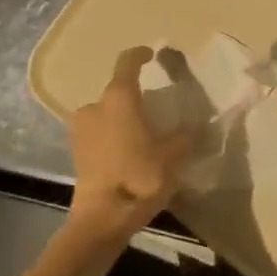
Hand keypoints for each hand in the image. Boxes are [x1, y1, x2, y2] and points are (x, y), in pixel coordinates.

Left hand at [67, 47, 191, 242]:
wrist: (102, 221)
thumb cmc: (139, 176)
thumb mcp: (174, 155)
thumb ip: (187, 136)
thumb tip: (200, 126)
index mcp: (119, 98)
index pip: (127, 62)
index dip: (140, 55)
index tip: (152, 55)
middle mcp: (95, 107)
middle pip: (115, 91)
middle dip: (133, 96)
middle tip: (154, 107)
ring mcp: (81, 131)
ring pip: (104, 114)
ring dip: (120, 118)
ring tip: (142, 132)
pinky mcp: (77, 155)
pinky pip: (98, 135)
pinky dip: (112, 137)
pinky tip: (129, 152)